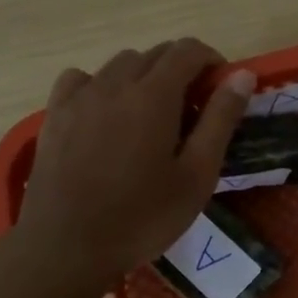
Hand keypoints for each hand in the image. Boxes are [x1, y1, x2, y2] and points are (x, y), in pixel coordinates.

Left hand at [14, 39, 253, 290]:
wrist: (65, 248)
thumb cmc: (142, 217)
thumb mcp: (197, 175)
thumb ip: (221, 119)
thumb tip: (243, 75)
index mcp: (154, 95)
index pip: (188, 50)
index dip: (212, 61)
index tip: (222, 89)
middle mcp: (115, 84)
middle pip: (155, 54)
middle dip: (182, 69)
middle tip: (194, 111)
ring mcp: (79, 97)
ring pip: (120, 63)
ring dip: (145, 76)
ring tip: (153, 115)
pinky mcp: (54, 114)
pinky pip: (82, 78)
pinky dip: (102, 84)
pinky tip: (107, 113)